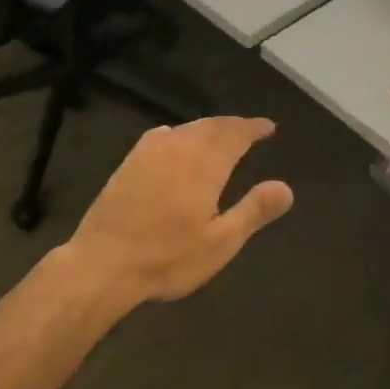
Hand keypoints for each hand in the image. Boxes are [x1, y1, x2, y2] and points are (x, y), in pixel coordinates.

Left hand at [64, 116, 294, 307]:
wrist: (103, 263)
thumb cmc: (167, 257)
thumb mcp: (220, 243)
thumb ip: (253, 211)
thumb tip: (286, 188)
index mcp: (204, 164)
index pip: (235, 134)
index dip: (253, 128)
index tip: (268, 127)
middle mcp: (178, 148)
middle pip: (211, 126)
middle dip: (232, 125)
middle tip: (248, 129)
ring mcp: (149, 152)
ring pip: (186, 128)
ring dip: (207, 127)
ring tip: (220, 136)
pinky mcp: (129, 162)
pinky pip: (162, 135)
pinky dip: (181, 133)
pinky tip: (177, 143)